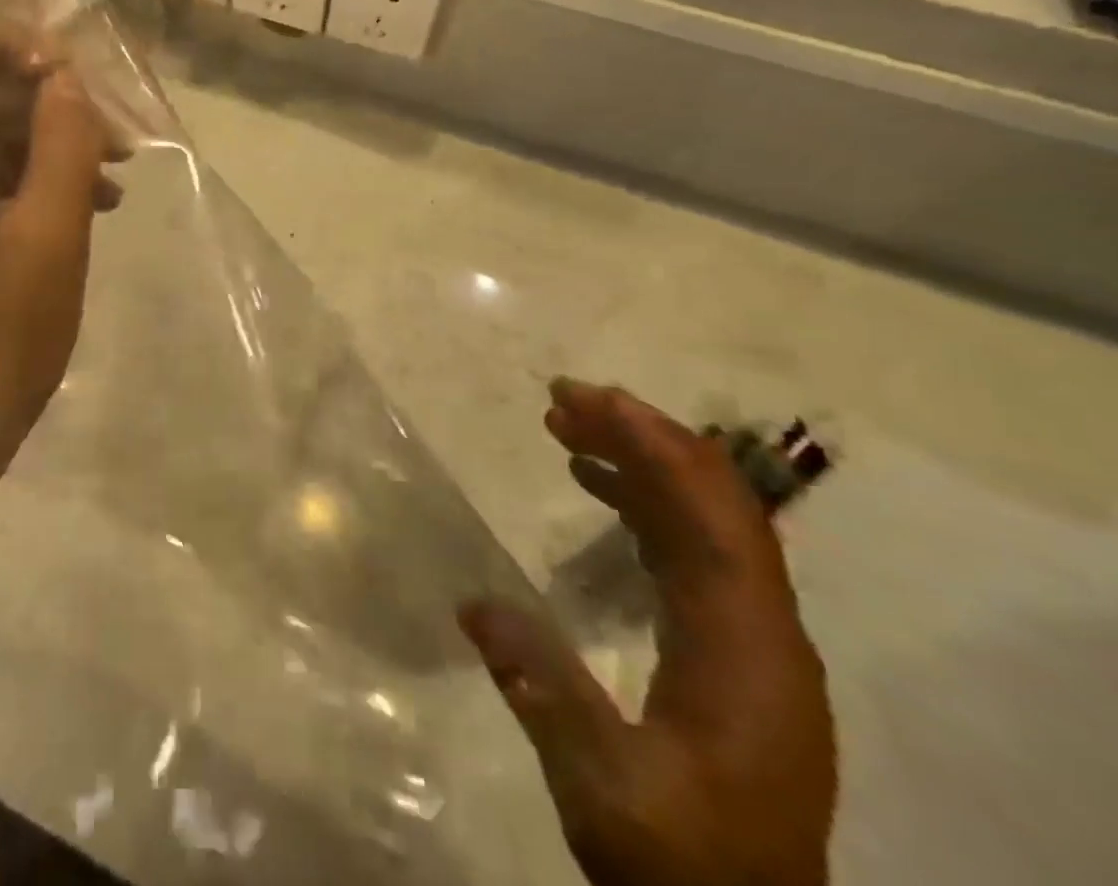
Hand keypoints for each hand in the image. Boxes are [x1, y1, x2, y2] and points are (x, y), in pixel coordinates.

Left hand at [0, 6, 117, 564]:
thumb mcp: (48, 245)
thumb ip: (63, 145)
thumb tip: (68, 83)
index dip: (2, 37)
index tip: (67, 72)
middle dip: (36, 96)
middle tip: (108, 129)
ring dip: (33, 143)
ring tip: (108, 180)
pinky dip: (11, 182)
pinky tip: (73, 210)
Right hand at [460, 379, 835, 885]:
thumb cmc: (681, 864)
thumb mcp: (603, 787)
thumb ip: (543, 689)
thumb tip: (473, 601)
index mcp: (747, 649)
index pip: (711, 516)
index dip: (651, 445)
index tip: (583, 398)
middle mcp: (765, 631)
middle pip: (716, 504)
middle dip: (642, 438)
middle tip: (563, 399)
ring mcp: (754, 642)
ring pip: (706, 522)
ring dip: (642, 465)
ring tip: (568, 428)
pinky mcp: (732, 653)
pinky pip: (694, 551)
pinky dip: (647, 505)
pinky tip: (598, 489)